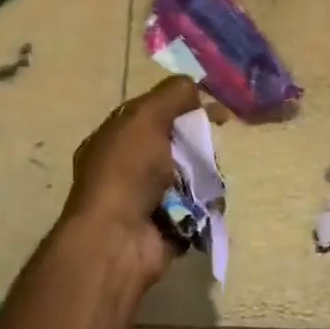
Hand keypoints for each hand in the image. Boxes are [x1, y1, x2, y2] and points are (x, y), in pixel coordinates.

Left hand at [58, 77, 203, 292]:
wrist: (118, 240)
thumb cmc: (126, 172)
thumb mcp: (145, 118)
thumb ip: (172, 95)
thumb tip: (195, 88)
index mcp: (115, 138)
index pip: (153, 113)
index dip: (182, 106)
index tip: (214, 110)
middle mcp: (127, 168)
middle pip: (176, 144)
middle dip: (197, 144)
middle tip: (211, 146)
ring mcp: (146, 199)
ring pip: (190, 176)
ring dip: (204, 176)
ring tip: (209, 179)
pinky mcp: (167, 225)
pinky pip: (196, 207)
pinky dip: (205, 205)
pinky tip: (208, 202)